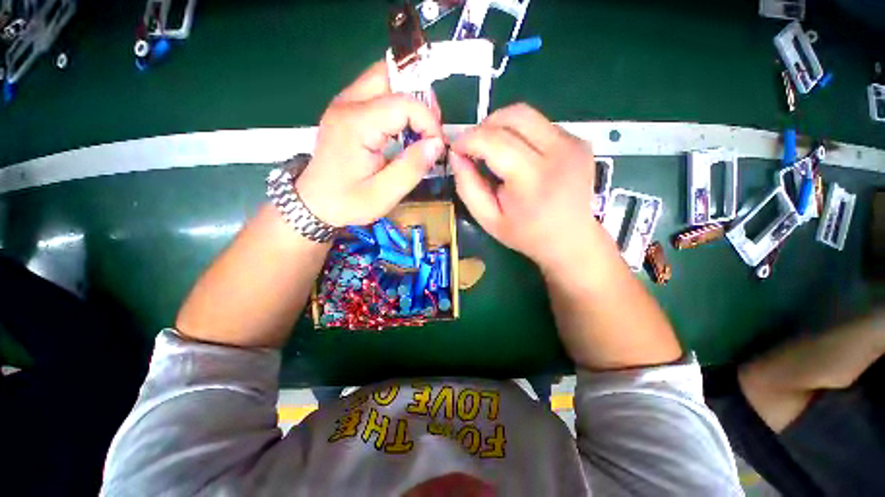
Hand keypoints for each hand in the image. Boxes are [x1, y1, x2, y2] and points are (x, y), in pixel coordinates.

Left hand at [295, 61, 445, 226]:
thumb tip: (436, 144)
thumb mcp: (383, 194)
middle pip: (390, 74)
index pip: (403, 103)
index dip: (428, 122)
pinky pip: (377, 93)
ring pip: (384, 80)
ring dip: (408, 99)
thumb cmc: (347, 202)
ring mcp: (344, 104)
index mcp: (356, 124)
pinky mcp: (346, 111)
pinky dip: (397, 106)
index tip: (436, 147)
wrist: (313, 203)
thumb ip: (411, 168)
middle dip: (419, 98)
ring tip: (420, 129)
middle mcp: (347, 104)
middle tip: (430, 128)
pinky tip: (403, 130)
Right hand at [450, 103, 605, 271]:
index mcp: (533, 178)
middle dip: (485, 126)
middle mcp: (559, 152)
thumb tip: (456, 155)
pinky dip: (520, 134)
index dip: (468, 139)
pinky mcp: (579, 141)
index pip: (494, 140)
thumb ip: (467, 187)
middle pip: (514, 115)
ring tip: (494, 152)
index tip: (456, 149)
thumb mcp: (488, 220)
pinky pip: (540, 125)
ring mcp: (573, 143)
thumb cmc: (526, 235)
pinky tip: (519, 157)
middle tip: (475, 148)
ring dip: (502, 128)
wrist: (572, 239)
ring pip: (527, 115)